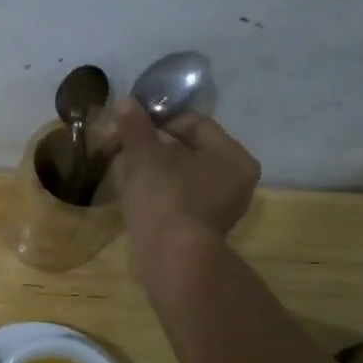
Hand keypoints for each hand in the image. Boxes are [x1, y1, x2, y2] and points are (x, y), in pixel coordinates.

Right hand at [111, 96, 260, 259]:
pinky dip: (162, 191)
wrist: (172, 260)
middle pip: (191, 149)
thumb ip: (136, 128)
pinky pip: (182, 197)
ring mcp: (222, 207)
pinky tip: (139, 193)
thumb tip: (125, 101)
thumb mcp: (146, 157)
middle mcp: (236, 179)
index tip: (132, 123)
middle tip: (128, 145)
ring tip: (129, 169)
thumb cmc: (165, 199)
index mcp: (232, 156)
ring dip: (158, 169)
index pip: (194, 123)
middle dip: (158, 145)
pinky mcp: (204, 228)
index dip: (160, 118)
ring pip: (185, 174)